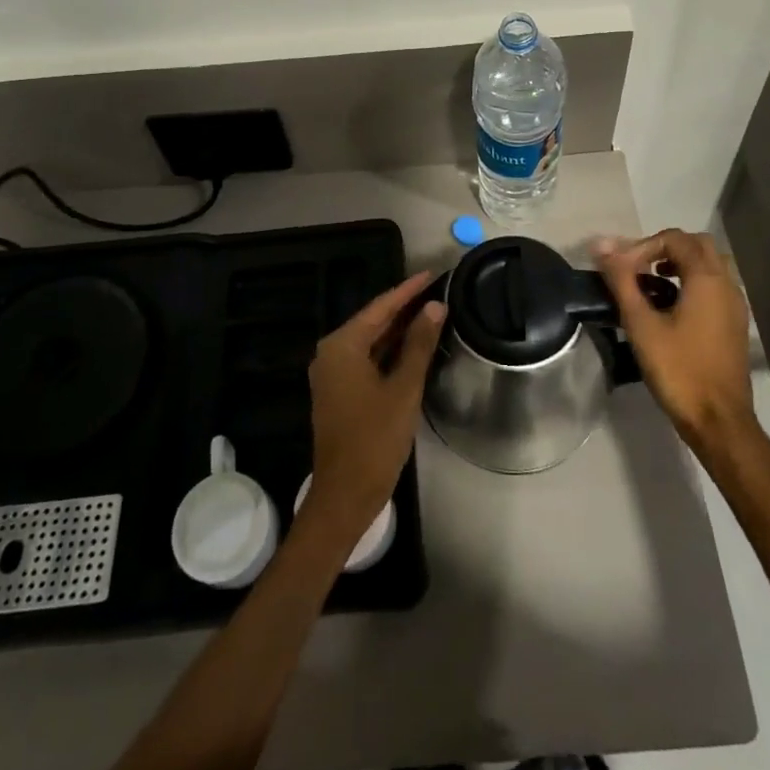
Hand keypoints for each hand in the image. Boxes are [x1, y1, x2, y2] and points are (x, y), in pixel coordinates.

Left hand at [303, 272, 443, 541]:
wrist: (345, 495)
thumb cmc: (375, 439)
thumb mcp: (404, 388)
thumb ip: (419, 344)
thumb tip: (435, 307)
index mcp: (342, 345)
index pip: (380, 306)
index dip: (408, 290)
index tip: (433, 273)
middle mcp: (331, 352)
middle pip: (374, 321)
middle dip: (405, 307)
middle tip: (438, 291)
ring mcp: (333, 373)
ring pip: (371, 341)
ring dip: (399, 329)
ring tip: (432, 313)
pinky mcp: (339, 391)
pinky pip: (367, 359)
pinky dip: (390, 351)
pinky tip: (414, 347)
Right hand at [595, 229, 759, 456]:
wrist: (719, 421)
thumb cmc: (678, 370)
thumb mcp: (641, 323)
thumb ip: (621, 280)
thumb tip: (601, 244)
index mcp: (707, 279)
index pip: (675, 238)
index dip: (643, 246)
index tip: (622, 268)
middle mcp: (727, 285)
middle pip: (697, 245)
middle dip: (665, 249)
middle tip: (638, 268)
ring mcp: (735, 306)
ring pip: (709, 266)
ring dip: (680, 265)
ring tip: (650, 285)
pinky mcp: (735, 325)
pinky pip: (715, 287)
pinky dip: (692, 284)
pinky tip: (669, 309)